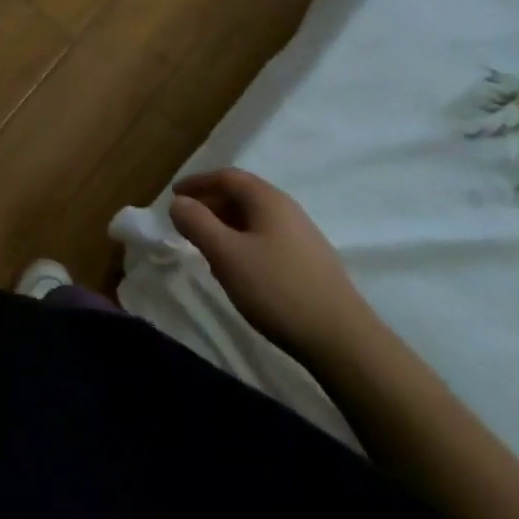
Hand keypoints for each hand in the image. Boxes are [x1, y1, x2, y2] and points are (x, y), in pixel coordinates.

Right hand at [170, 169, 376, 362]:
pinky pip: (267, 239)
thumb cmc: (277, 289)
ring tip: (207, 247)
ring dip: (226, 226)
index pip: (227, 177)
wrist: (344, 341)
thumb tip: (178, 202)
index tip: (174, 195)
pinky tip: (239, 269)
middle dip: (210, 204)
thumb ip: (197, 223)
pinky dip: (244, 243)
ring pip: (255, 219)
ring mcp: (303, 236)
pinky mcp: (310, 263)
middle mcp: (287, 209)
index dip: (198, 183)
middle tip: (186, 222)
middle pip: (242, 195)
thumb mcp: (226, 254)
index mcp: (267, 199)